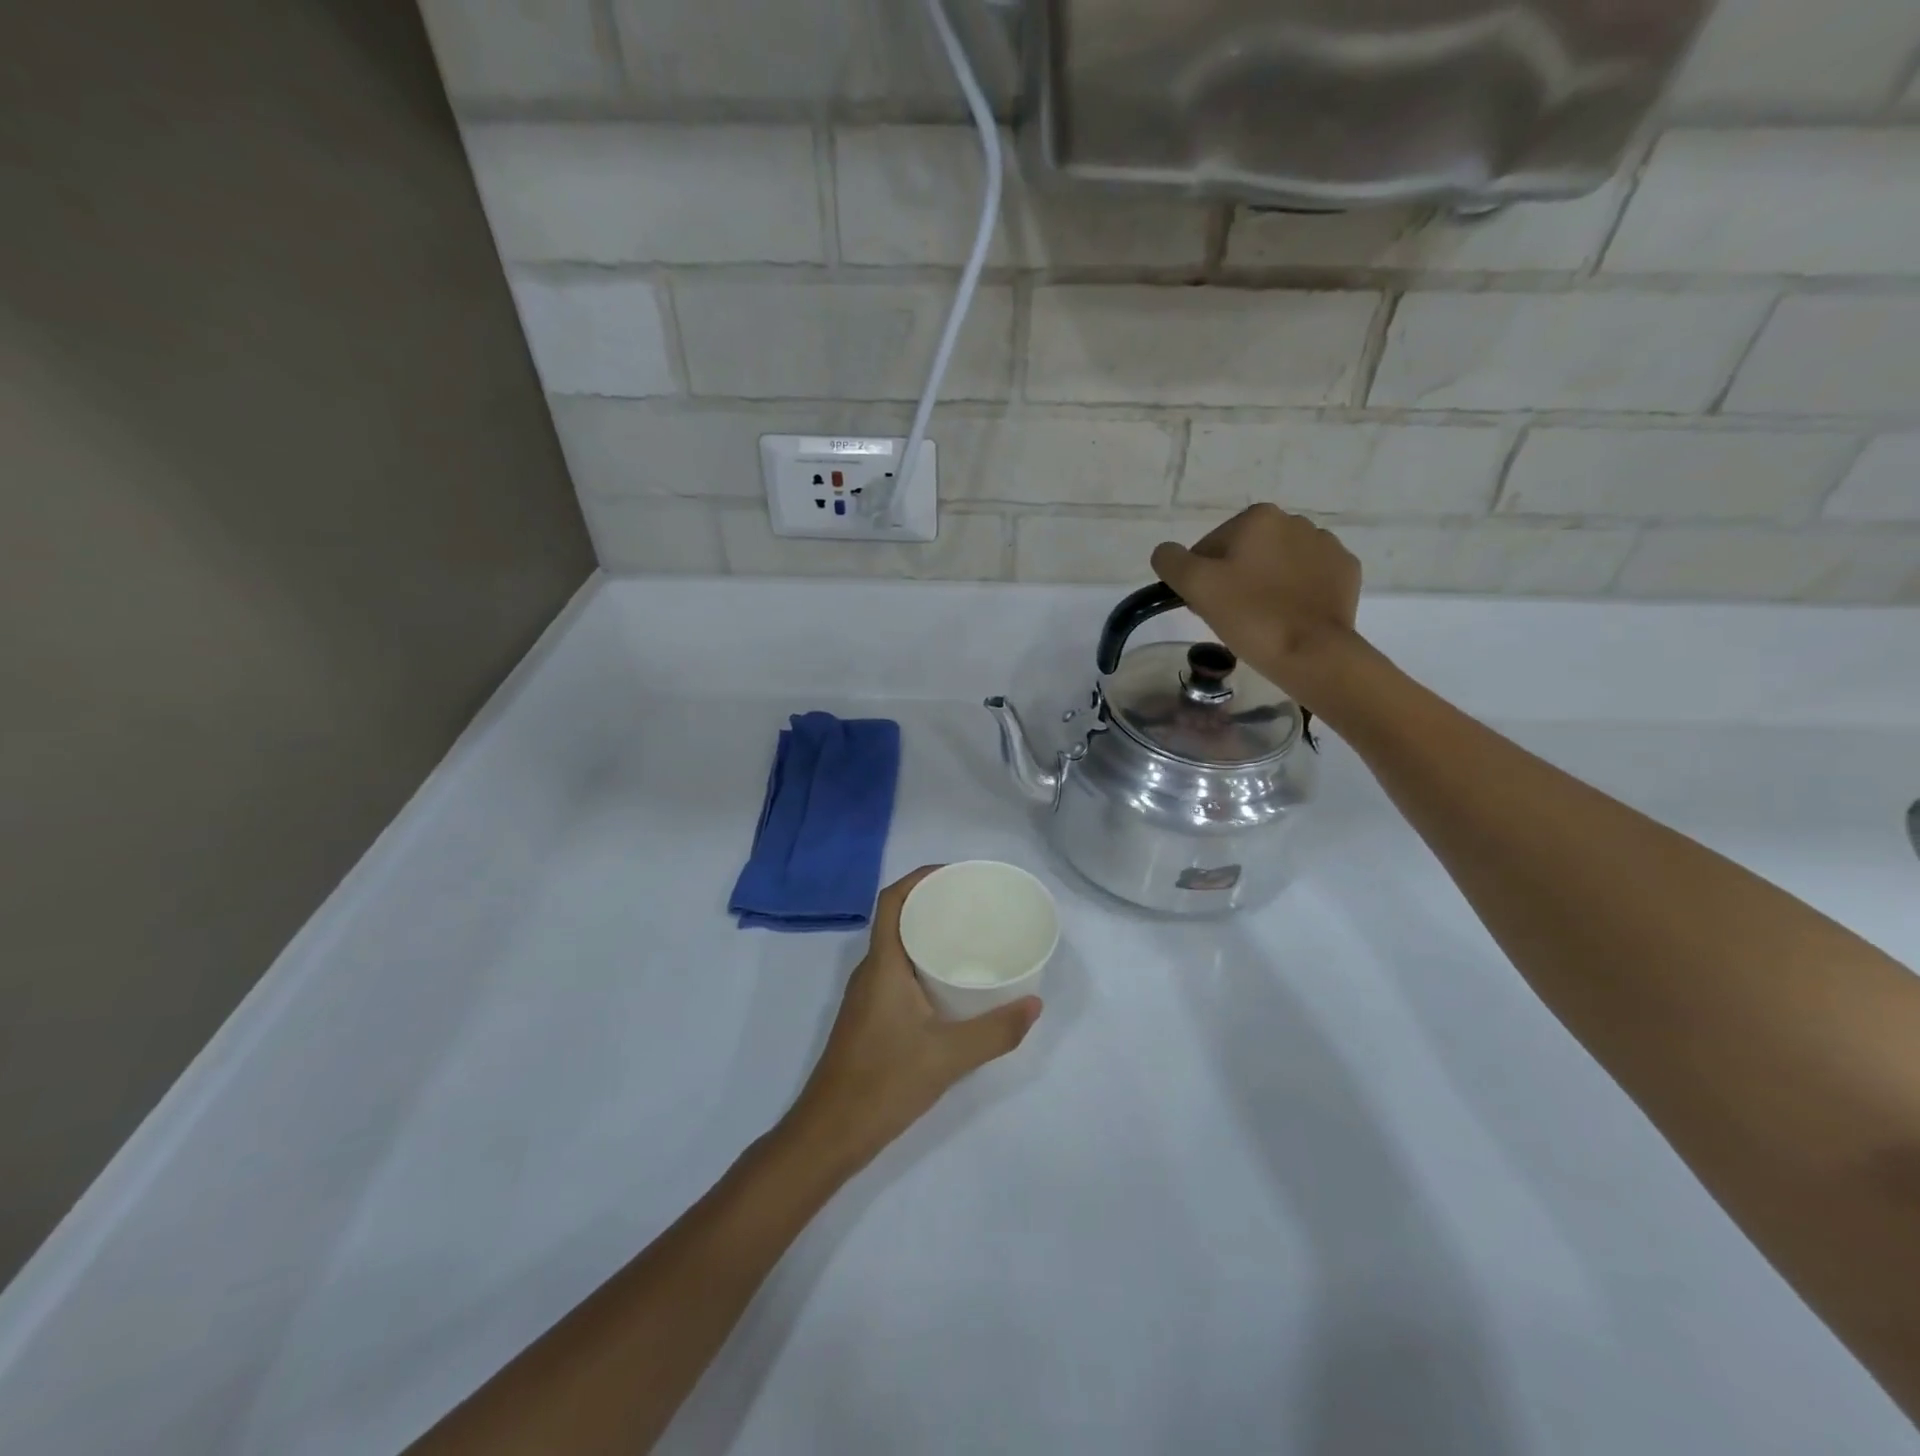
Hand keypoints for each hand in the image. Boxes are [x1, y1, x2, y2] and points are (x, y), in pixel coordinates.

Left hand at [785, 867, 1041, 1172]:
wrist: (830, 1133)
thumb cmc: (884, 1082)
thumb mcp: (948, 1057)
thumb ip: (995, 1031)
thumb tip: (1035, 1004)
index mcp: (883, 965)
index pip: (892, 901)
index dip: (919, 878)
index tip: (955, 875)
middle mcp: (870, 971)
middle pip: (897, 919)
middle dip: (931, 903)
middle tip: (974, 905)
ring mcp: (867, 996)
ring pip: (897, 948)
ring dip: (926, 934)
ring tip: (969, 936)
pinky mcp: (869, 1018)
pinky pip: (897, 972)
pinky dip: (922, 963)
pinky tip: (950, 983)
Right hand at [1150, 505, 1362, 704]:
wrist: (1312, 652)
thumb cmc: (1250, 615)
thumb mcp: (1195, 586)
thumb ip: (1170, 561)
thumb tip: (1166, 552)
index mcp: (1258, 518)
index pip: (1210, 546)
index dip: (1201, 578)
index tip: (1204, 605)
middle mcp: (1296, 521)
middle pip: (1245, 552)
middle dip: (1234, 578)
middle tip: (1229, 616)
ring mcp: (1327, 546)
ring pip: (1277, 564)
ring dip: (1264, 584)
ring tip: (1261, 619)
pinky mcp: (1346, 572)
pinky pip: (1308, 578)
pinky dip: (1295, 593)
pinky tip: (1289, 617)